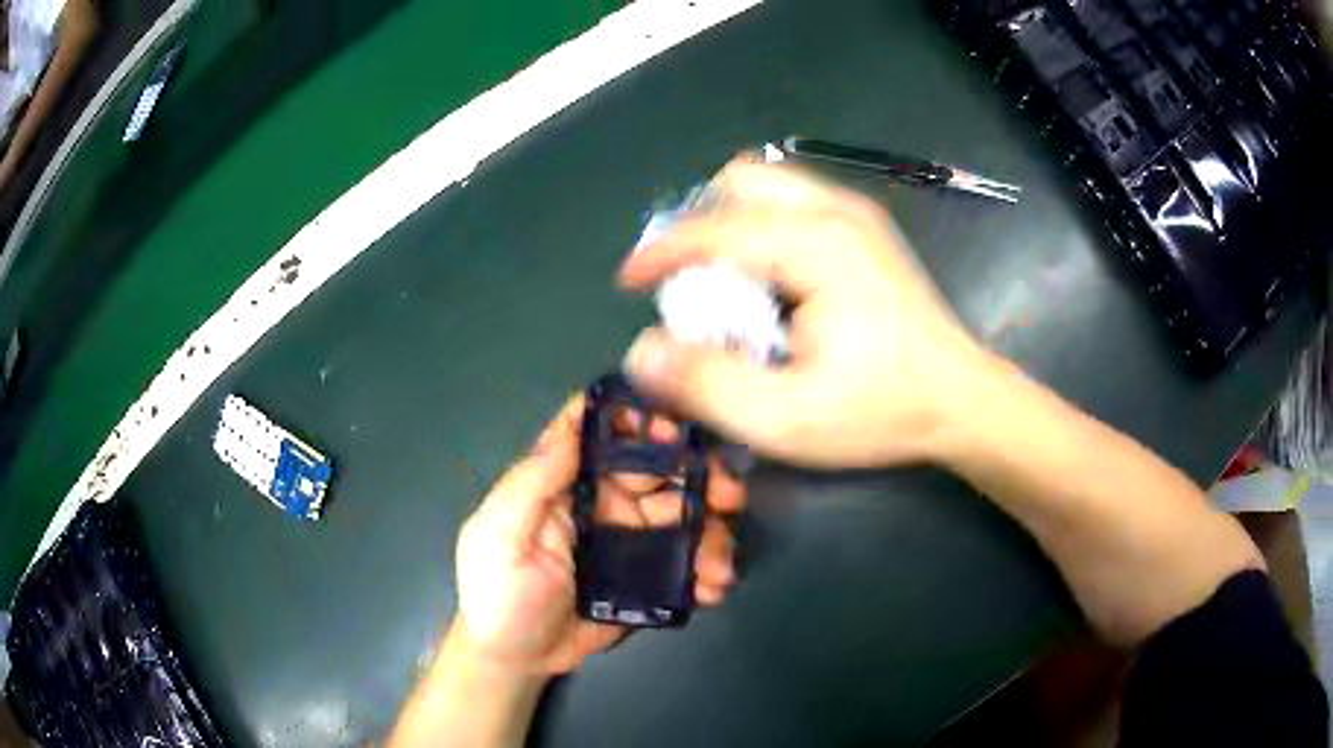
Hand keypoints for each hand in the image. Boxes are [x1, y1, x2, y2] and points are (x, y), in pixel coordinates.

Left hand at [452, 394, 745, 674]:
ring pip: (681, 515)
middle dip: (699, 474)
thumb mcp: (500, 536)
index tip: (675, 429)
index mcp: (565, 483)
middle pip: (658, 470)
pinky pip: (684, 560)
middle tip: (729, 496)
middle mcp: (601, 501)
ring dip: (711, 530)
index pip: (604, 434)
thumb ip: (532, 482)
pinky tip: (713, 587)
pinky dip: (706, 568)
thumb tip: (574, 421)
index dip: (639, 420)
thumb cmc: (496, 594)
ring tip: (720, 564)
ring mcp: (629, 539)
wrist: (517, 659)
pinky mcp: (647, 576)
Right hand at [620, 157, 990, 468]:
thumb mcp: (786, 418)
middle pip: (740, 182)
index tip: (628, 282)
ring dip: (730, 224)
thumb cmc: (882, 411)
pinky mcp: (865, 229)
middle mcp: (834, 211)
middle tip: (687, 281)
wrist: (962, 401)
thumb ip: (706, 384)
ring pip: (767, 187)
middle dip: (700, 225)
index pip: (714, 228)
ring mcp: (856, 214)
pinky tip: (768, 281)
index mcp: (815, 244)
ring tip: (723, 283)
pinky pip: (793, 203)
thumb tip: (642, 351)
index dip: (661, 253)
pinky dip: (760, 230)